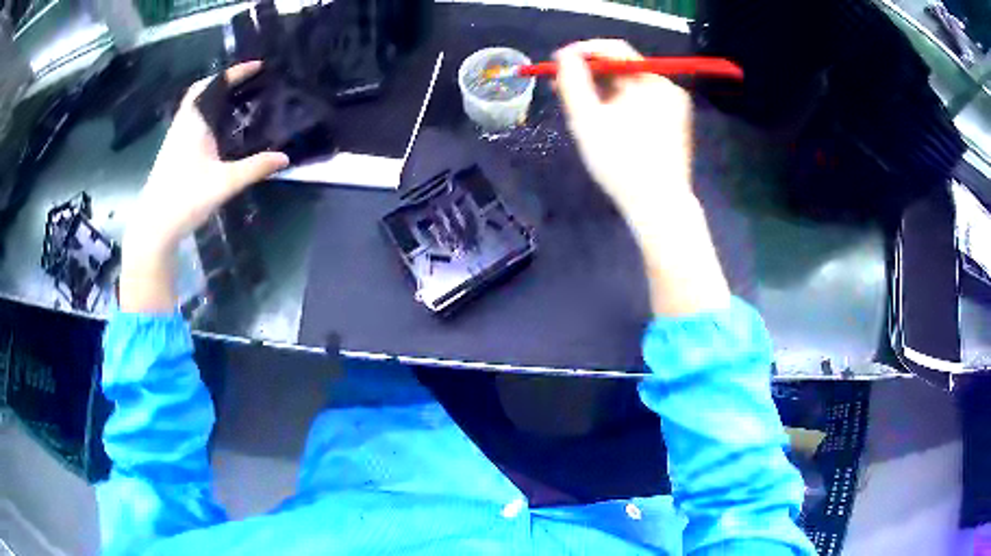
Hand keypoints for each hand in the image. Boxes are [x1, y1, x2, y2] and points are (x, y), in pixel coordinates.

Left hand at [120, 61, 288, 311]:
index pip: (216, 84)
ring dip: (212, 96)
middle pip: (201, 90)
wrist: (154, 225)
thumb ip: (255, 168)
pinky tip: (215, 128)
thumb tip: (285, 157)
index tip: (258, 66)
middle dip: (221, 80)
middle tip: (243, 81)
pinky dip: (205, 112)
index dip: (237, 72)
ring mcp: (175, 137)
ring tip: (234, 100)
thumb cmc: (186, 199)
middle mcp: (183, 123)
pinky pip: (190, 119)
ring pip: (194, 105)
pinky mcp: (172, 151)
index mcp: (195, 122)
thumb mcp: (225, 183)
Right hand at [554, 40, 729, 316]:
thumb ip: (572, 82)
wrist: (658, 208)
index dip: (583, 51)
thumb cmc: (621, 163)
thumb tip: (565, 55)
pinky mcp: (673, 125)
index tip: (557, 62)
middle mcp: (667, 89)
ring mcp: (674, 108)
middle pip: (623, 68)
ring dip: (601, 90)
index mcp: (653, 83)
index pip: (615, 50)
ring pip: (629, 87)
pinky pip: (639, 104)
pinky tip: (602, 121)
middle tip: (560, 85)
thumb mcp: (588, 119)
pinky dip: (617, 105)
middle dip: (590, 73)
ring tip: (577, 106)